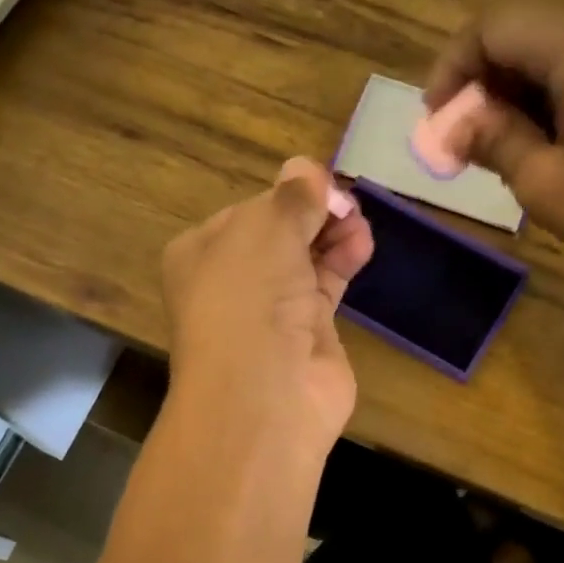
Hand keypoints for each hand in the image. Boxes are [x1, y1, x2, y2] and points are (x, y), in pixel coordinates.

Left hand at [162, 157, 373, 450]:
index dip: (286, 195)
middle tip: (345, 202)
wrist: (264, 394)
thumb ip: (291, 197)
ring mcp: (271, 311)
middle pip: (280, 234)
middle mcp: (234, 282)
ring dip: (333, 235)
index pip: (249, 211)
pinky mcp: (309, 334)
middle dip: (313, 214)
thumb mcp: (265, 229)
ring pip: (306, 259)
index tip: (320, 183)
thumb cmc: (248, 298)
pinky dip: (343, 262)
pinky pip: (327, 286)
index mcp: (202, 253)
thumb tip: (306, 168)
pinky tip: (361, 244)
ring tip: (358, 221)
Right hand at [427, 6, 563, 309]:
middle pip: (531, 32)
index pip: (495, 27)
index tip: (438, 119)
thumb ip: (494, 140)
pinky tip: (556, 137)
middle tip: (468, 139)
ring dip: (525, 89)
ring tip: (508, 145)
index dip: (454, 68)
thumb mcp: (545, 184)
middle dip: (488, 82)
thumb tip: (457, 122)